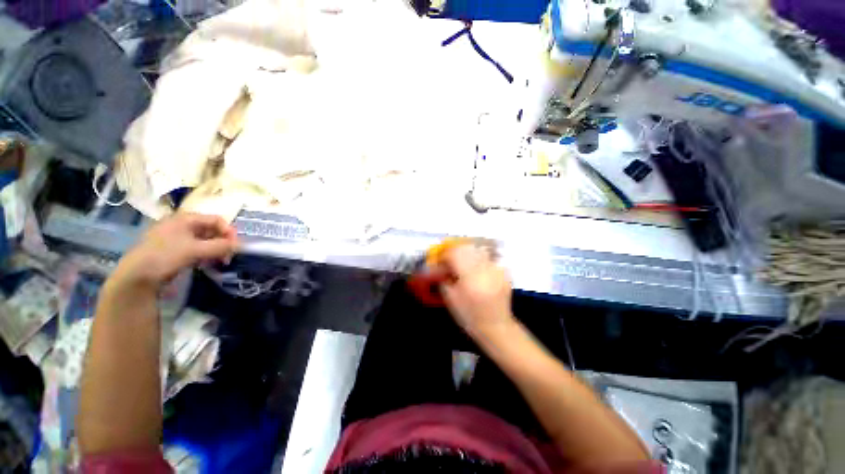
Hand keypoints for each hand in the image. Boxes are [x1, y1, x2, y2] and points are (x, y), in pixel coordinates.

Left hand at [111, 213, 238, 290]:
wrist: (135, 276)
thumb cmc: (165, 256)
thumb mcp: (195, 250)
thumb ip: (220, 246)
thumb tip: (240, 245)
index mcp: (185, 218)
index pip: (216, 220)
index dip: (229, 231)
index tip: (235, 246)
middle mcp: (181, 224)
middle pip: (211, 229)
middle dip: (222, 242)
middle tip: (228, 256)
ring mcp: (175, 237)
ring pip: (204, 240)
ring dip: (215, 249)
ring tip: (219, 261)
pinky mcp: (172, 249)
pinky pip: (195, 247)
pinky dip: (204, 254)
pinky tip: (205, 263)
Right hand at [440, 244, 514, 337]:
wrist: (496, 327)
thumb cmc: (469, 316)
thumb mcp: (450, 299)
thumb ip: (443, 279)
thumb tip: (438, 266)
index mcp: (470, 276)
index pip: (455, 253)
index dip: (444, 255)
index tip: (440, 262)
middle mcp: (485, 269)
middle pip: (467, 248)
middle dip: (456, 252)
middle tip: (451, 261)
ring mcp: (497, 269)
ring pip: (478, 250)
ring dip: (468, 254)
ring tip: (465, 265)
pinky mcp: (504, 272)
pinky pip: (489, 258)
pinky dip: (480, 261)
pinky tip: (478, 272)